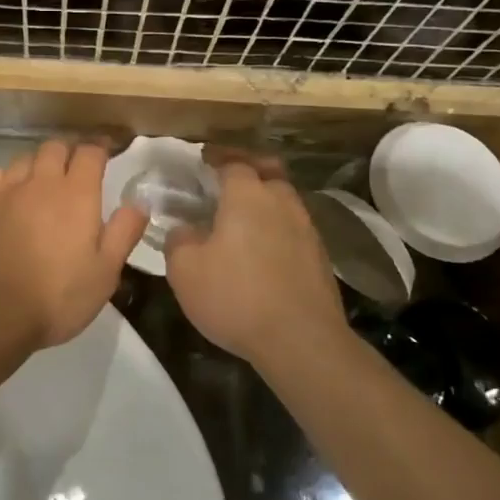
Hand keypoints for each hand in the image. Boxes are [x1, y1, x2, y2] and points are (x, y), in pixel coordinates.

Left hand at [0, 140, 147, 350]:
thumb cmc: (55, 298)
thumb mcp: (104, 274)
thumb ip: (123, 232)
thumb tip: (140, 202)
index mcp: (77, 195)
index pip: (90, 153)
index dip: (101, 148)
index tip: (107, 152)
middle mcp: (41, 183)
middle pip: (55, 147)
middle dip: (69, 151)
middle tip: (77, 166)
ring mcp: (5, 191)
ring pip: (24, 158)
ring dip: (38, 163)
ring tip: (43, 179)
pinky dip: (5, 177)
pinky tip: (7, 193)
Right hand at [165, 152, 346, 367]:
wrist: (301, 341)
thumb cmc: (236, 296)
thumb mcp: (185, 271)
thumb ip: (179, 240)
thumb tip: (184, 229)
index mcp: (247, 195)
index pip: (232, 162)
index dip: (216, 158)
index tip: (202, 161)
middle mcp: (281, 201)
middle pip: (268, 170)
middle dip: (249, 168)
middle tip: (228, 178)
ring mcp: (306, 228)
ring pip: (284, 199)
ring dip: (265, 199)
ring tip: (244, 217)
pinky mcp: (320, 256)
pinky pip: (294, 227)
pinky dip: (277, 227)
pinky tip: (264, 248)